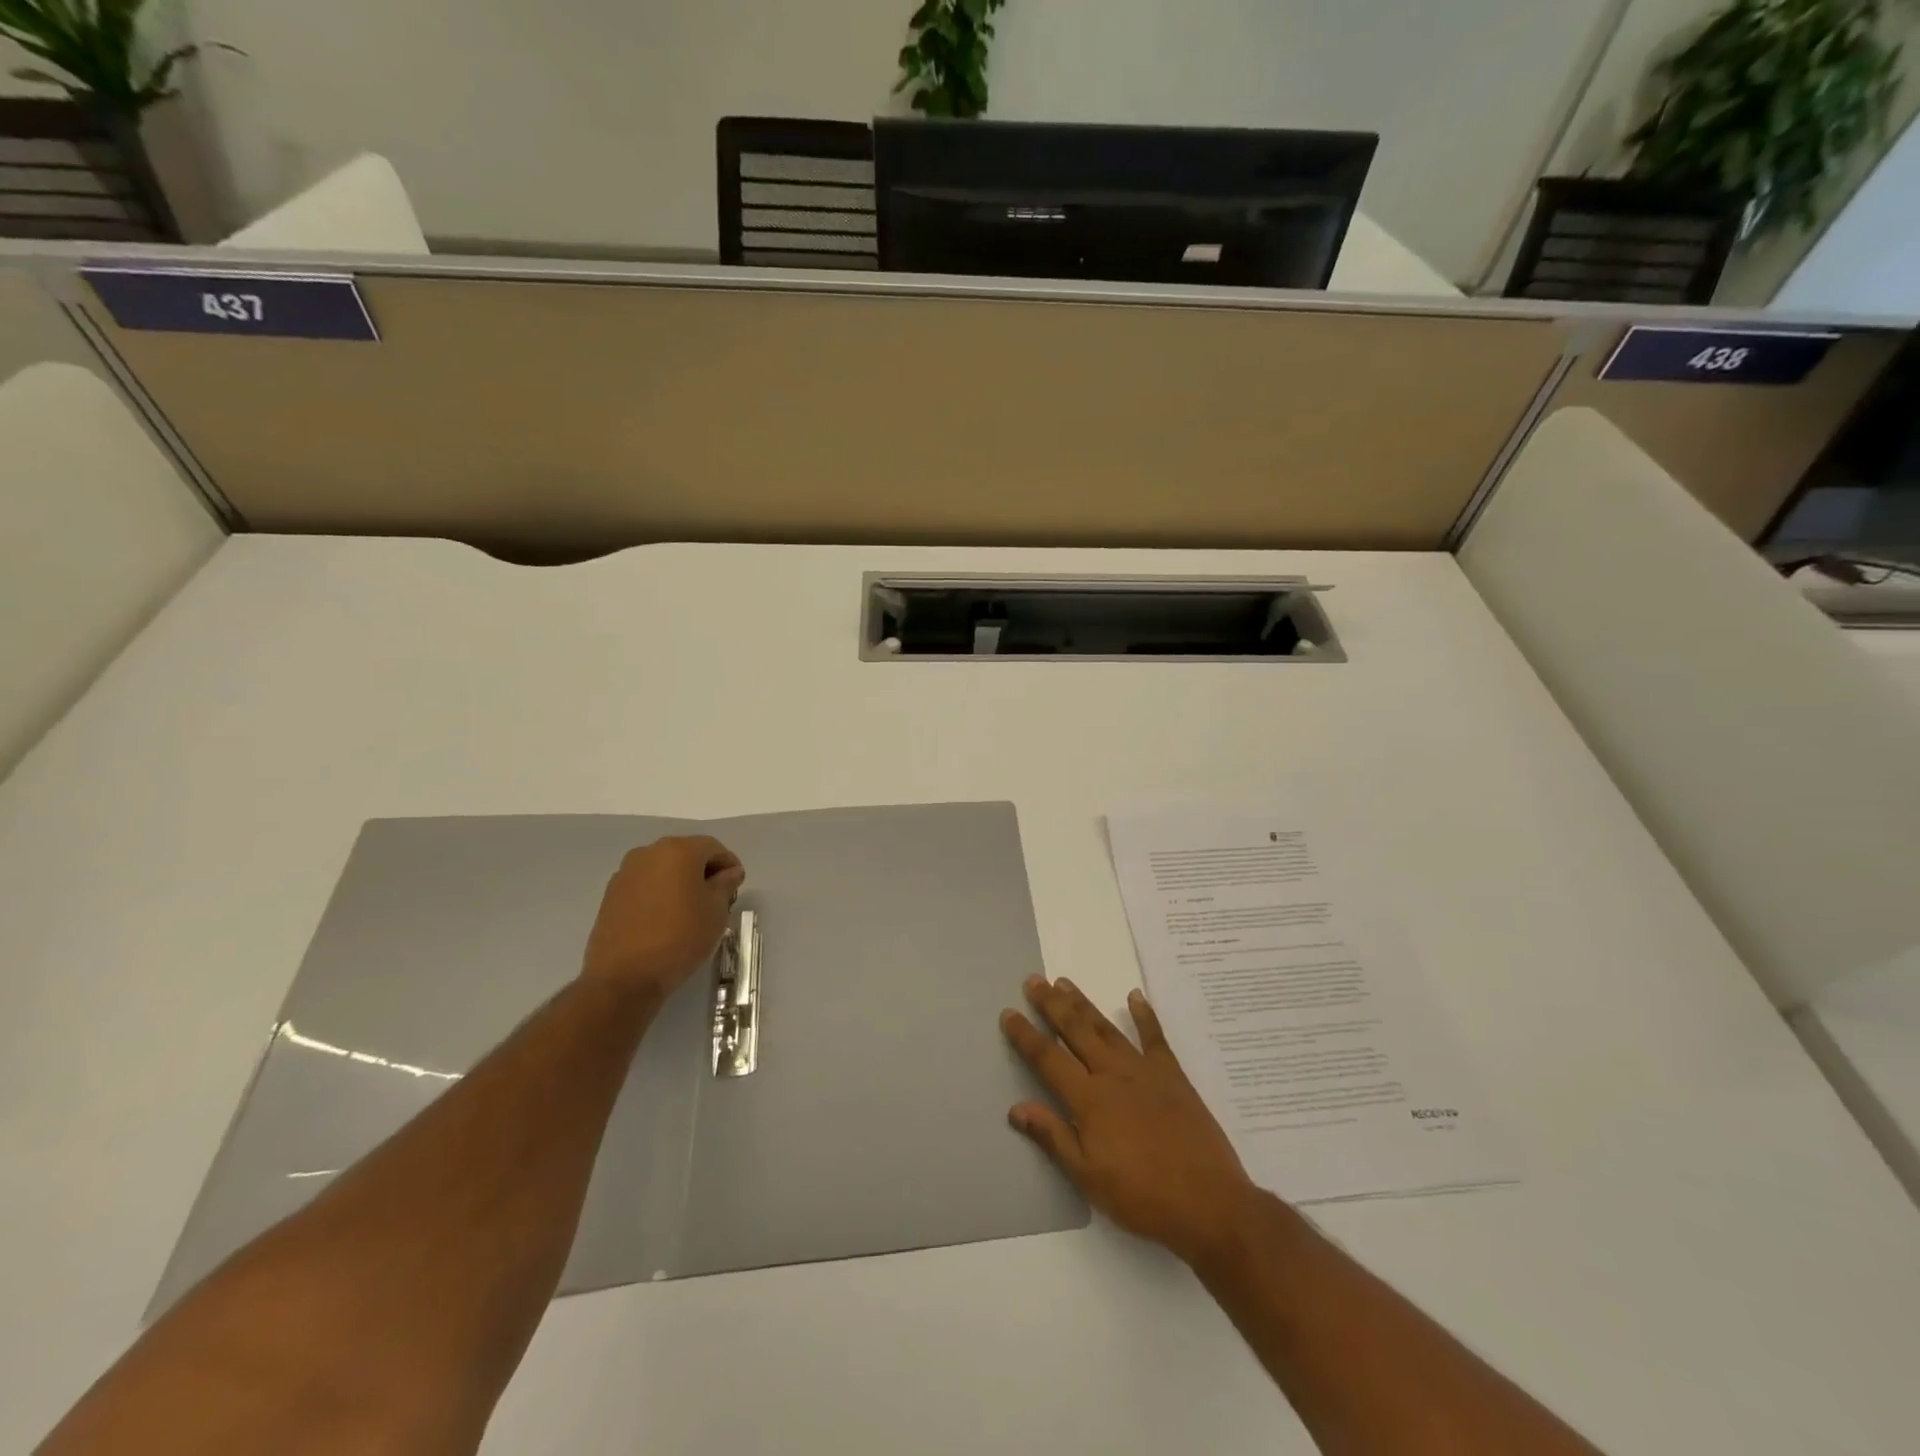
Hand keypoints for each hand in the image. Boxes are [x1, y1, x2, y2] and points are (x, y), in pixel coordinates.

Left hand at [581, 836, 745, 1004]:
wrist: (623, 977)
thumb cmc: (680, 937)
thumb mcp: (716, 911)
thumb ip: (725, 884)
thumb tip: (729, 873)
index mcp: (678, 850)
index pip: (713, 847)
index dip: (729, 865)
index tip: (736, 888)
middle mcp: (648, 853)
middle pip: (686, 854)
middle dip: (704, 872)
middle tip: (717, 899)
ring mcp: (625, 873)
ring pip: (663, 870)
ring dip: (680, 883)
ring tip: (691, 911)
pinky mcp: (611, 895)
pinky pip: (645, 886)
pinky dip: (660, 894)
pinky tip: (666, 919)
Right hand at [1002, 975, 1258, 1265]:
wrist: (1208, 1203)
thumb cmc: (1142, 1196)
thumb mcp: (1088, 1177)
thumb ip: (1053, 1136)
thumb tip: (1016, 1108)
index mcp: (1089, 1099)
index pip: (1048, 1059)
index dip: (1026, 1036)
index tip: (1009, 1013)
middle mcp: (1113, 1075)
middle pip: (1075, 1032)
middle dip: (1052, 1005)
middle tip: (1034, 980)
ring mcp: (1145, 1071)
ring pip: (1106, 1029)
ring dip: (1084, 1004)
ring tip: (1065, 982)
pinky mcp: (1173, 1076)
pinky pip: (1154, 1038)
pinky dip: (1144, 1015)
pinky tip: (1134, 996)